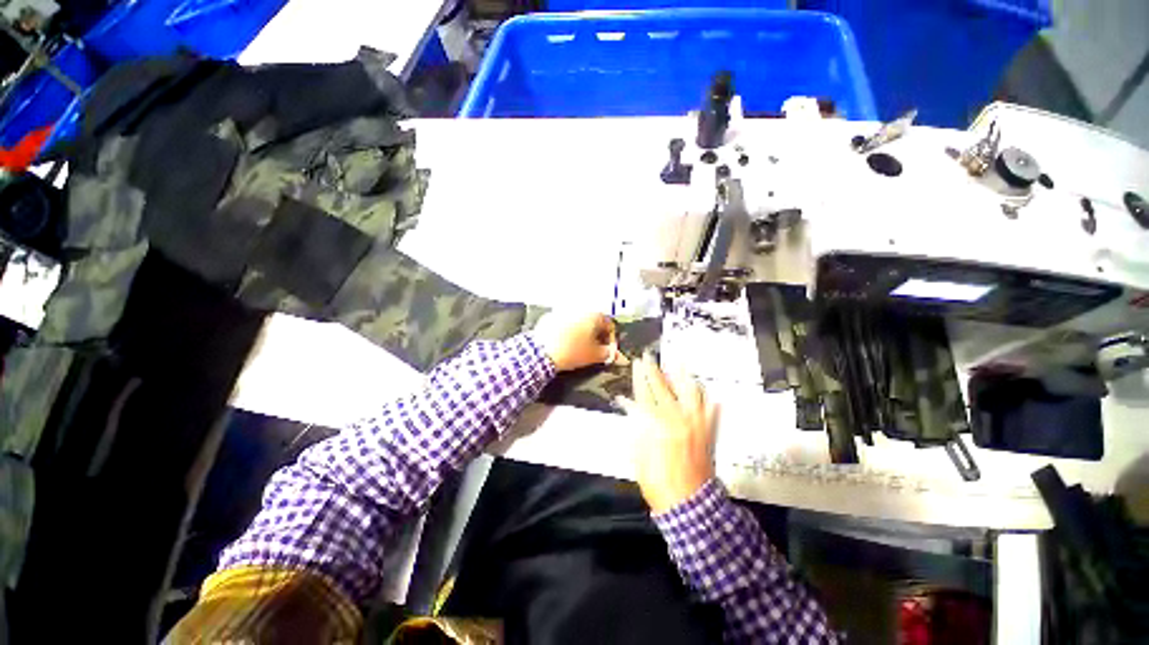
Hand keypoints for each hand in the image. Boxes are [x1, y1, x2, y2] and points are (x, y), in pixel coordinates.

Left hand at [533, 311, 628, 371]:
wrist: (541, 353)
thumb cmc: (571, 352)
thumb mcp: (593, 355)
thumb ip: (608, 354)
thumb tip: (620, 357)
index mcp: (593, 315)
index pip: (609, 324)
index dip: (611, 338)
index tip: (607, 350)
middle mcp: (579, 308)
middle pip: (594, 320)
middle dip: (596, 334)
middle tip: (595, 348)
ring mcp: (563, 310)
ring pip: (579, 320)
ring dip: (582, 331)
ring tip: (580, 346)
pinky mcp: (550, 316)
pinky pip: (565, 321)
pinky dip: (568, 329)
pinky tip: (565, 341)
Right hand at [618, 354, 718, 513]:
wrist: (690, 505)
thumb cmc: (658, 482)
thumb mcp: (638, 456)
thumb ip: (635, 427)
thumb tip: (629, 405)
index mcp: (658, 426)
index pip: (646, 394)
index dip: (640, 378)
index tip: (637, 364)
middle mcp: (678, 420)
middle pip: (664, 388)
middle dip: (655, 370)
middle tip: (649, 356)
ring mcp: (697, 425)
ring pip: (691, 393)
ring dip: (683, 376)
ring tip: (679, 362)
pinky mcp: (709, 433)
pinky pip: (712, 411)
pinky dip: (708, 400)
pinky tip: (707, 392)